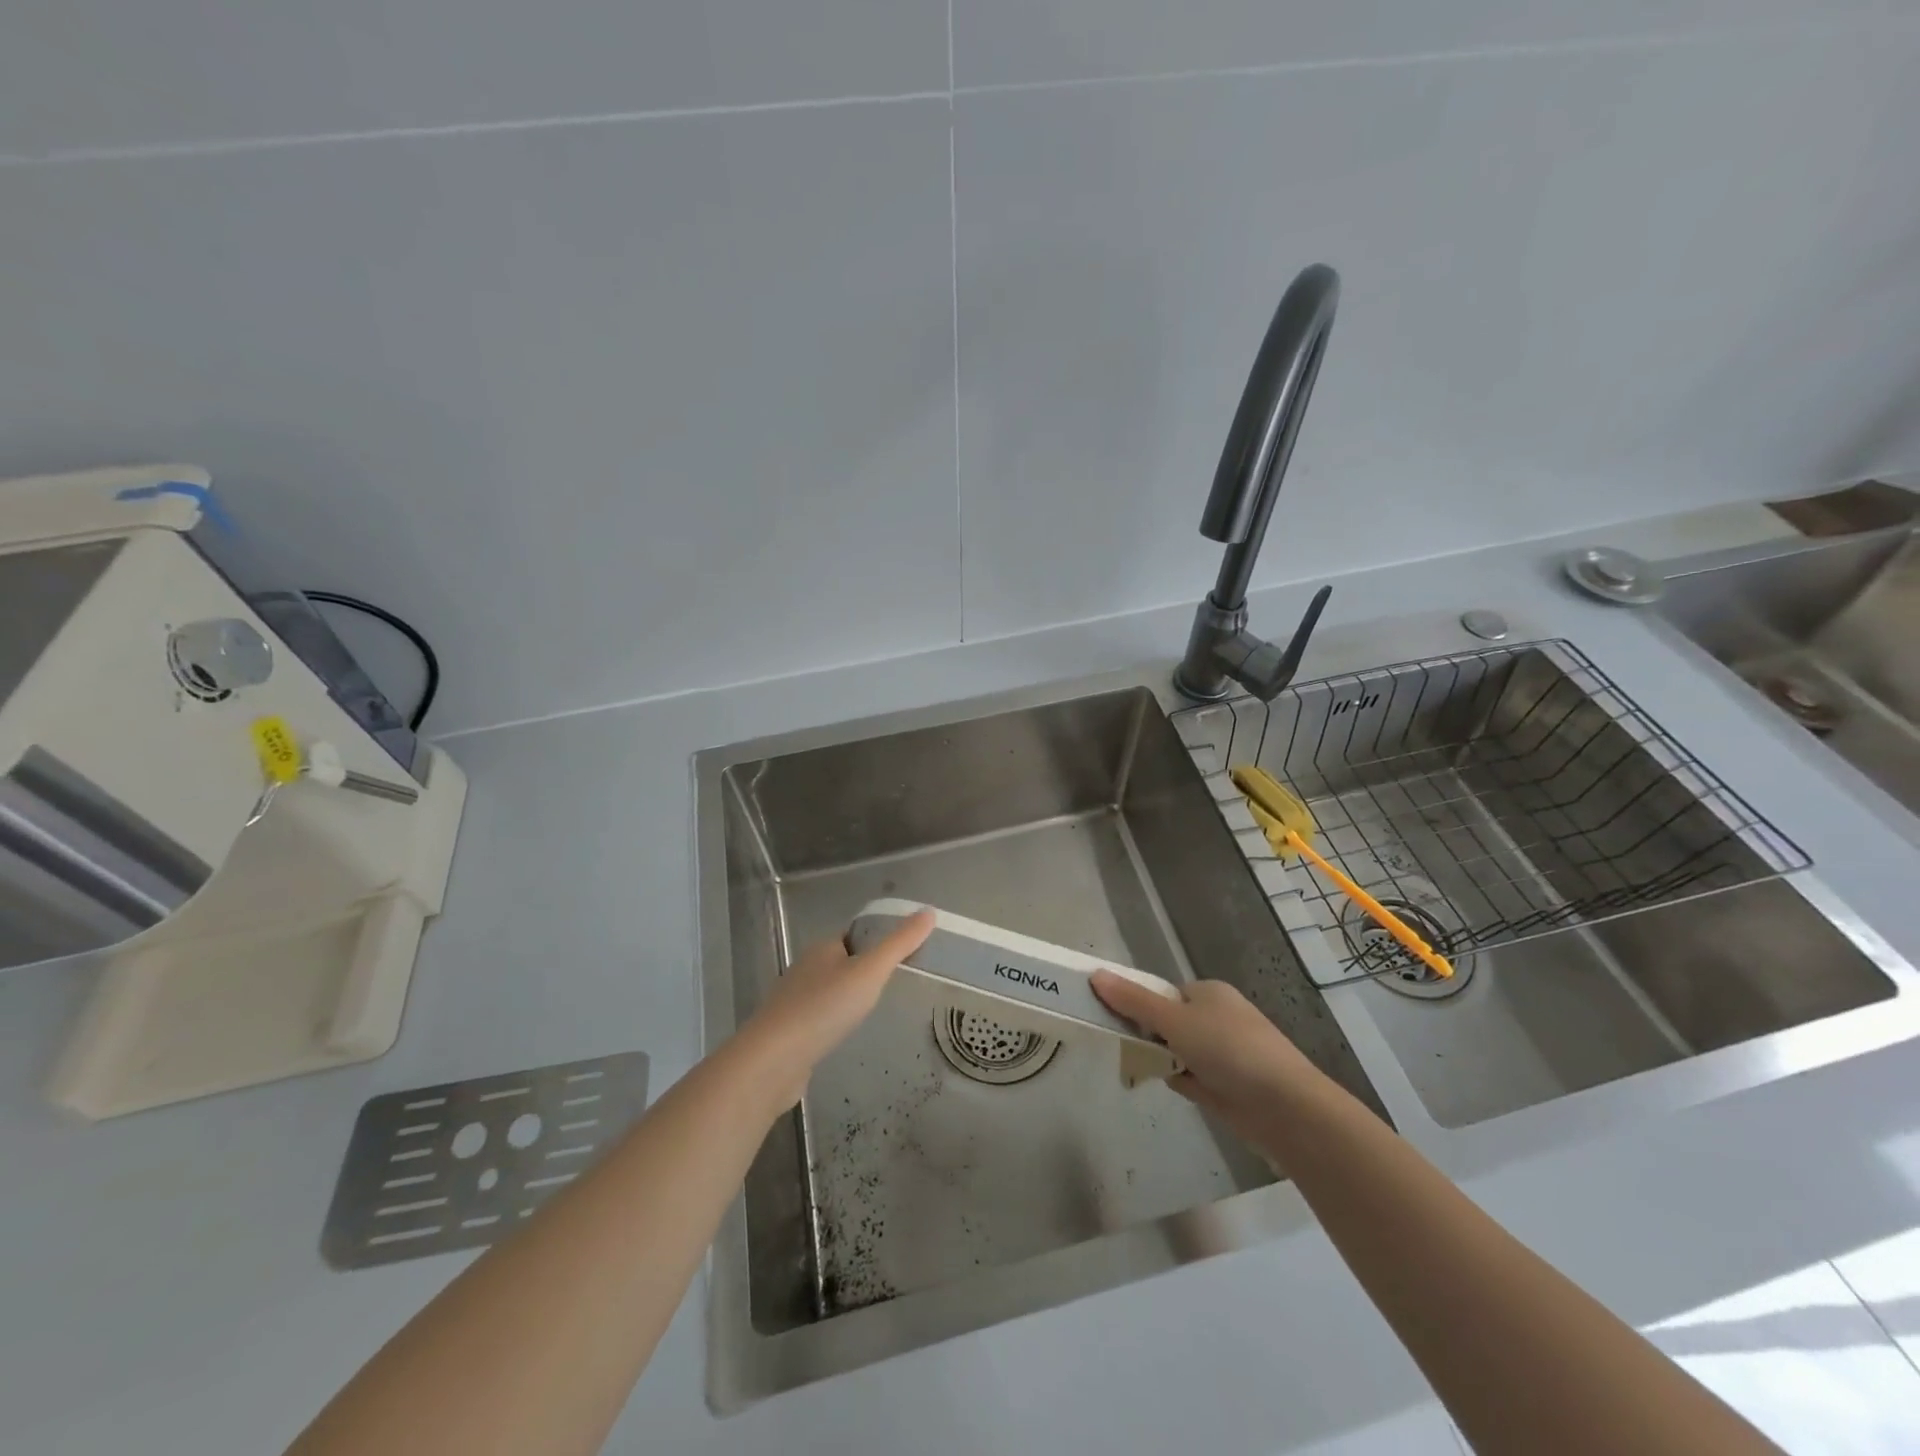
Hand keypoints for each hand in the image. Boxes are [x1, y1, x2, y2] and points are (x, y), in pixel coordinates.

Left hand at [736, 909, 934, 1112]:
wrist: (773, 1061)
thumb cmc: (824, 1008)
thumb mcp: (870, 971)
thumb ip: (900, 944)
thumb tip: (928, 912)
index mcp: (823, 948)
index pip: (855, 935)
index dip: (878, 939)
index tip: (906, 953)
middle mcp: (806, 968)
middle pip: (842, 961)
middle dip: (866, 969)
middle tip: (898, 983)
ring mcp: (794, 1001)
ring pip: (830, 991)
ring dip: (849, 997)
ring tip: (877, 1009)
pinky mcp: (789, 1032)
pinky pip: (819, 1017)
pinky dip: (835, 1021)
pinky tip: (847, 1034)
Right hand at [1091, 971, 1322, 1153]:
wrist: (1285, 1108)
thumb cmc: (1229, 1049)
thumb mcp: (1174, 1020)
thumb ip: (1133, 1001)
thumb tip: (1095, 975)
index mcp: (1208, 993)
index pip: (1163, 994)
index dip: (1140, 1006)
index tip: (1117, 1021)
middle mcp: (1218, 1018)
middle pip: (1168, 1023)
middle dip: (1150, 1038)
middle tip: (1129, 1049)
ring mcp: (1226, 1053)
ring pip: (1178, 1052)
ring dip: (1164, 1062)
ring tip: (1146, 1071)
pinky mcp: (1229, 1085)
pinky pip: (1193, 1077)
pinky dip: (1183, 1082)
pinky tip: (1178, 1089)